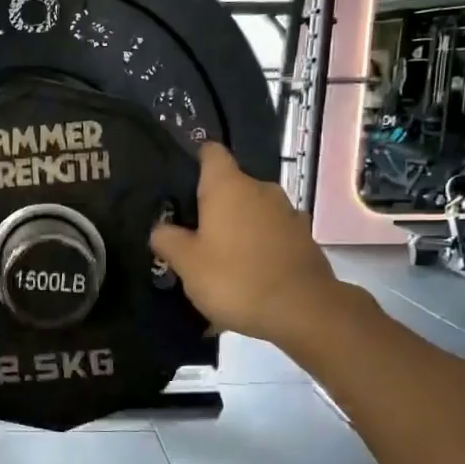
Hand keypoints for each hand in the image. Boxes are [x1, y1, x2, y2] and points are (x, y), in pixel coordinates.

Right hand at [150, 142, 347, 346]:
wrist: (303, 311)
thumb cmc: (236, 279)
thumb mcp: (186, 264)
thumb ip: (167, 240)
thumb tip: (161, 228)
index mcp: (229, 186)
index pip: (211, 153)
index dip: (195, 162)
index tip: (180, 184)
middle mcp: (261, 189)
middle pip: (231, 186)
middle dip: (213, 206)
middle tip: (191, 235)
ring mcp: (287, 213)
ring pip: (252, 211)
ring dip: (237, 228)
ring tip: (219, 259)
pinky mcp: (303, 238)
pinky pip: (271, 235)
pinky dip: (258, 247)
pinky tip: (247, 275)